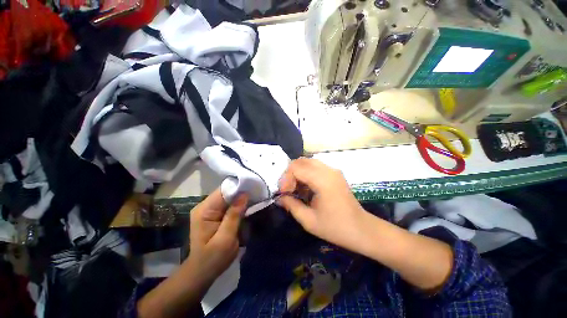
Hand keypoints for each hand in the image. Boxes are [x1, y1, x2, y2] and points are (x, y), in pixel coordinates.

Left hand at [188, 189, 247, 284]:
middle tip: (257, 194)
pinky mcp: (214, 214)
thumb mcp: (225, 239)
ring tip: (255, 199)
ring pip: (228, 197)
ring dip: (241, 199)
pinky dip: (238, 205)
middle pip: (226, 192)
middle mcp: (205, 206)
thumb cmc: (213, 258)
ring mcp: (209, 210)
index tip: (253, 188)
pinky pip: (228, 204)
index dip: (239, 188)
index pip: (223, 191)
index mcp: (204, 210)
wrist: (202, 272)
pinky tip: (247, 207)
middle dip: (241, 193)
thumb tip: (244, 195)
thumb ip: (234, 216)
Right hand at [277, 158, 367, 250]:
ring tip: (295, 188)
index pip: (296, 168)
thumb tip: (279, 198)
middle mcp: (328, 170)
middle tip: (288, 189)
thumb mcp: (309, 220)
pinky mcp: (335, 174)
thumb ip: (291, 205)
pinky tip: (306, 187)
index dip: (286, 179)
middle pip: (301, 161)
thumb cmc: (335, 228)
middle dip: (290, 173)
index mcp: (322, 180)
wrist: (361, 230)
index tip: (284, 193)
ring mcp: (333, 170)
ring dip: (298, 172)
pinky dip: (306, 173)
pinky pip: (315, 166)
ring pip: (308, 162)